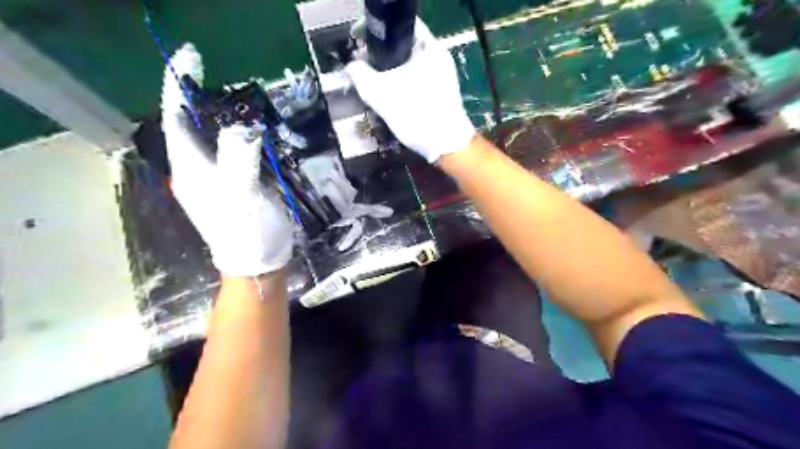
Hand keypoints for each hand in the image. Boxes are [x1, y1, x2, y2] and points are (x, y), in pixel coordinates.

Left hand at [160, 44, 293, 277]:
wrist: (258, 263)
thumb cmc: (250, 233)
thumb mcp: (243, 196)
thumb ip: (239, 158)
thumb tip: (242, 126)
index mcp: (192, 170)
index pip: (177, 120)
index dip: (178, 87)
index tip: (189, 57)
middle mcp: (196, 171)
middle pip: (189, 127)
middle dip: (196, 97)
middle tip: (215, 75)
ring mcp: (213, 180)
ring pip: (207, 138)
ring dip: (215, 115)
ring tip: (233, 97)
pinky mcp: (231, 186)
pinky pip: (226, 152)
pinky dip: (234, 135)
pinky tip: (249, 131)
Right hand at [344, 19, 473, 161]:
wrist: (445, 146)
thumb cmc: (416, 114)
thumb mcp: (380, 94)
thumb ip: (360, 75)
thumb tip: (351, 66)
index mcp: (429, 47)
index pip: (401, 27)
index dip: (379, 35)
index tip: (363, 47)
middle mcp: (440, 57)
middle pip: (405, 48)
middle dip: (384, 58)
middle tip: (366, 70)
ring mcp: (444, 76)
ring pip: (411, 67)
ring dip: (393, 75)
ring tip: (377, 88)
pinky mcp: (443, 93)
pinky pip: (418, 82)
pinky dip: (405, 86)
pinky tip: (394, 101)